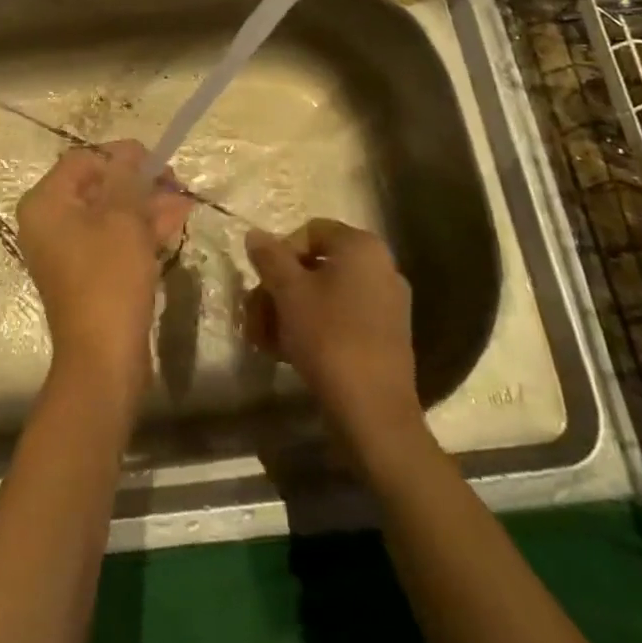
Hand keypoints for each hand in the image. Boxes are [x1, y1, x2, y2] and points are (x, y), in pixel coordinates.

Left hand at [16, 141, 192, 406]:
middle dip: (139, 182)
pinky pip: (112, 240)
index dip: (122, 155)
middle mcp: (49, 222)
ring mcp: (67, 250)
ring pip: (109, 214)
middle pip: (97, 186)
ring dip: (146, 206)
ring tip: (185, 202)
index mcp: (46, 203)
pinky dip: (140, 231)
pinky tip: (174, 224)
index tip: (158, 162)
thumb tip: (131, 151)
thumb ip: (127, 177)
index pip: (84, 160)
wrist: (104, 358)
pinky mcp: (87, 274)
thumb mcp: (123, 218)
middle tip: (176, 182)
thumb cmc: (109, 278)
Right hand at [245, 219, 421, 460]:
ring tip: (264, 339)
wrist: (373, 411)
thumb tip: (255, 234)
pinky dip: (312, 328)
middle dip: (279, 288)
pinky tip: (287, 352)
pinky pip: (341, 318)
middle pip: (315, 265)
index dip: (279, 253)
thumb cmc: (328, 337)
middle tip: (255, 314)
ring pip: (324, 295)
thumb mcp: (288, 292)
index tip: (263, 283)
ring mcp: (386, 304)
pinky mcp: (385, 337)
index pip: (309, 231)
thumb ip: (269, 257)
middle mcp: (380, 268)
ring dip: (289, 311)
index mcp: (361, 247)